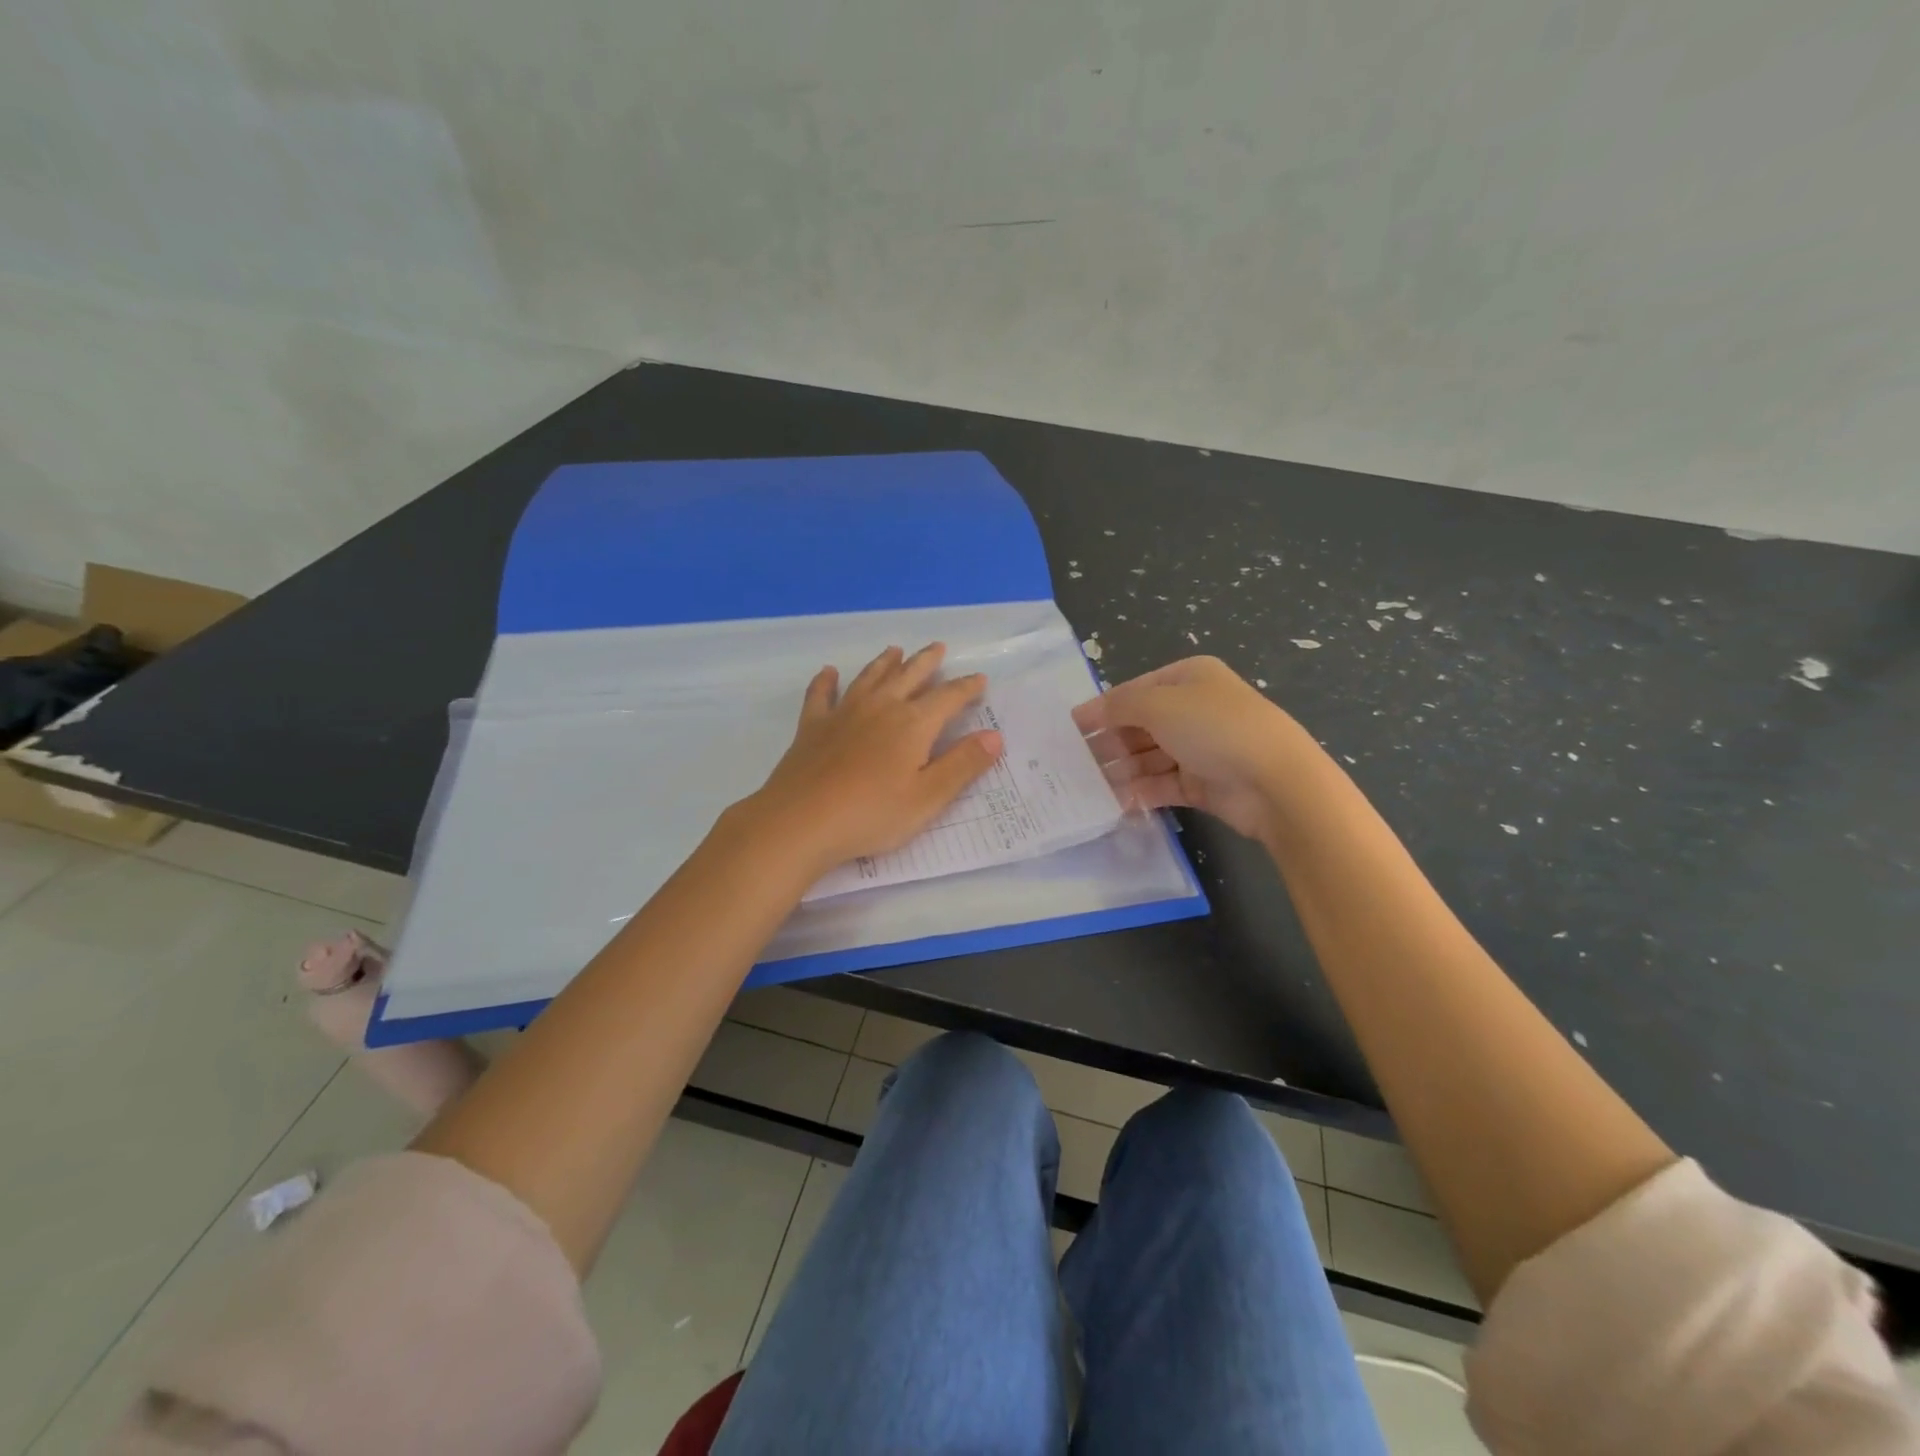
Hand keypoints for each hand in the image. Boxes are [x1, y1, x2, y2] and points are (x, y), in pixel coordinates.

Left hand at [738, 644, 1003, 878]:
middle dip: (926, 661)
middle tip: (938, 648)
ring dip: (885, 662)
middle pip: (909, 675)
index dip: (966, 688)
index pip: (948, 697)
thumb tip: (994, 736)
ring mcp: (843, 713)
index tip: (979, 679)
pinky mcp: (812, 727)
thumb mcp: (928, 797)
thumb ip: (962, 765)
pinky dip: (826, 681)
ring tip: (894, 651)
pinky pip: (821, 694)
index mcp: (913, 724)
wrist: (801, 822)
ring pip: (869, 677)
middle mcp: (880, 707)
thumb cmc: (872, 814)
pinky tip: (828, 673)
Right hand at [1073, 656, 1306, 840]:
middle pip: (1140, 725)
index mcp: (1189, 678)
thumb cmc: (1214, 728)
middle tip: (1075, 762)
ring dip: (1120, 769)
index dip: (1102, 708)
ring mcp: (1200, 748)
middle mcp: (1195, 709)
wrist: (1275, 781)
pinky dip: (1140, 791)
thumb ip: (1118, 706)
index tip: (1071, 729)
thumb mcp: (1158, 705)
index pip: (1135, 691)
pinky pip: (1162, 784)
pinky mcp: (1203, 783)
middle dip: (1109, 742)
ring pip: (1149, 757)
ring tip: (1088, 785)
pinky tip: (1116, 801)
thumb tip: (1088, 712)